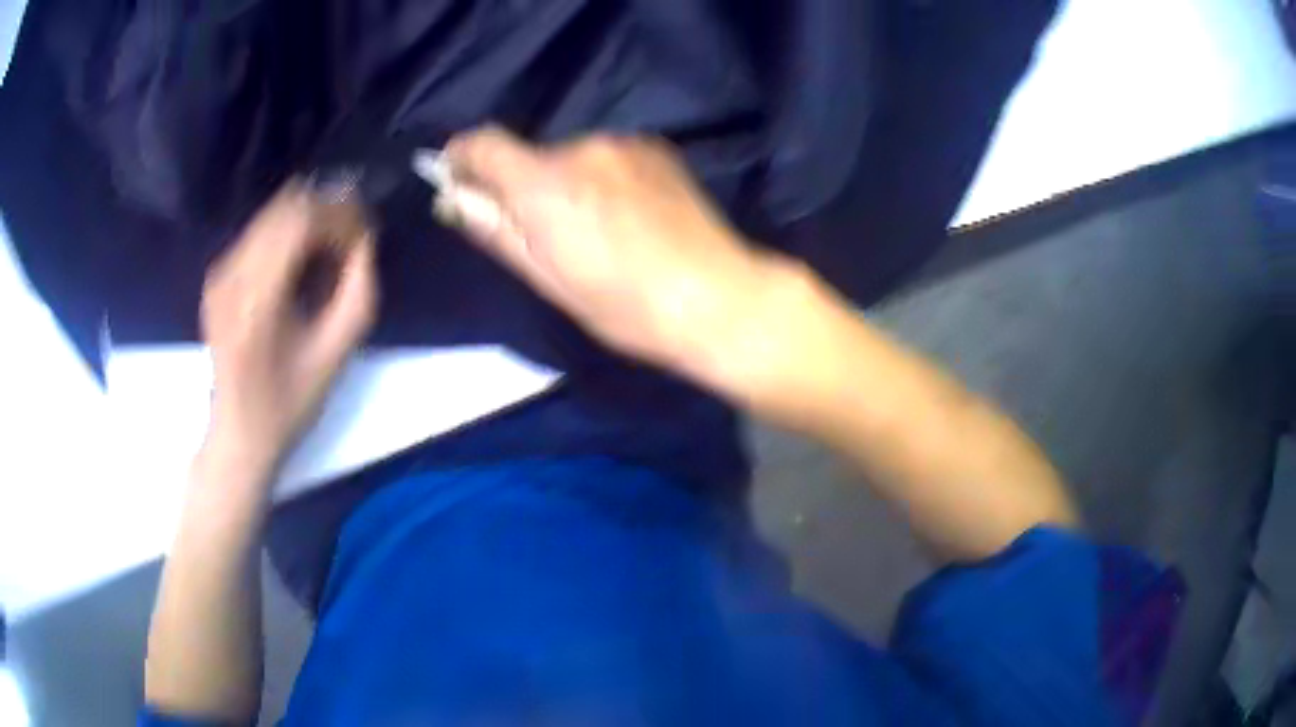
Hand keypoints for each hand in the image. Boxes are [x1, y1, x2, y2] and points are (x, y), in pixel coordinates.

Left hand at [200, 182, 377, 471]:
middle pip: (285, 209)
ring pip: (271, 215)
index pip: (301, 221)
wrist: (239, 432)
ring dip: (307, 220)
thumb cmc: (289, 403)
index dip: (339, 214)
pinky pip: (258, 233)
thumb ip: (358, 291)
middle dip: (326, 211)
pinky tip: (302, 258)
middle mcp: (232, 275)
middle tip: (351, 234)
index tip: (364, 231)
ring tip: (330, 245)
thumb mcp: (336, 355)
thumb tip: (364, 240)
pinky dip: (286, 233)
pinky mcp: (217, 277)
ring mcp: (220, 274)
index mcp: (258, 299)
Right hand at [441, 128, 794, 390]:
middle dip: (523, 186)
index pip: (483, 143)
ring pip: (572, 157)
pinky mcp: (656, 148)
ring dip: (566, 183)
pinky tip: (629, 216)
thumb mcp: (548, 279)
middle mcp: (582, 148)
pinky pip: (608, 157)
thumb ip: (496, 229)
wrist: (717, 297)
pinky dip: (602, 178)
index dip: (461, 157)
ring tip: (598, 230)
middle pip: (530, 156)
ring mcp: (625, 144)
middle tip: (545, 234)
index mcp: (545, 183)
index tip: (456, 178)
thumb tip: (456, 198)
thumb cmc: (625, 306)